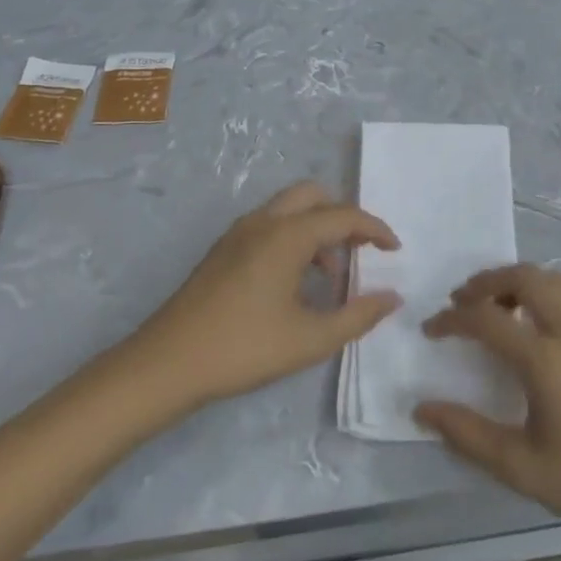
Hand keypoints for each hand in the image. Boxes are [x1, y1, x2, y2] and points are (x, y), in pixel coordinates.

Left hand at [127, 182, 400, 410]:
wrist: (165, 364)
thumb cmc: (244, 349)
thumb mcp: (311, 339)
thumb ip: (358, 316)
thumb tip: (392, 297)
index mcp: (287, 235)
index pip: (344, 215)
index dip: (376, 229)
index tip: (395, 250)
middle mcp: (264, 222)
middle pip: (314, 195)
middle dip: (344, 216)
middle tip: (361, 249)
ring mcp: (238, 233)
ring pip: (289, 209)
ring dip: (317, 228)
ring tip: (330, 275)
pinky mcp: (223, 249)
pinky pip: (270, 225)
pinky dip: (293, 237)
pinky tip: (295, 281)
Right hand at [415, 266, 560, 542]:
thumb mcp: (521, 466)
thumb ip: (468, 434)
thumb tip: (423, 409)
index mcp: (546, 359)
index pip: (487, 319)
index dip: (452, 319)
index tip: (431, 330)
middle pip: (525, 277)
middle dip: (487, 281)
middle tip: (461, 301)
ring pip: (552, 281)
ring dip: (518, 282)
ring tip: (495, 308)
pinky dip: (541, 297)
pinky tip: (533, 333)